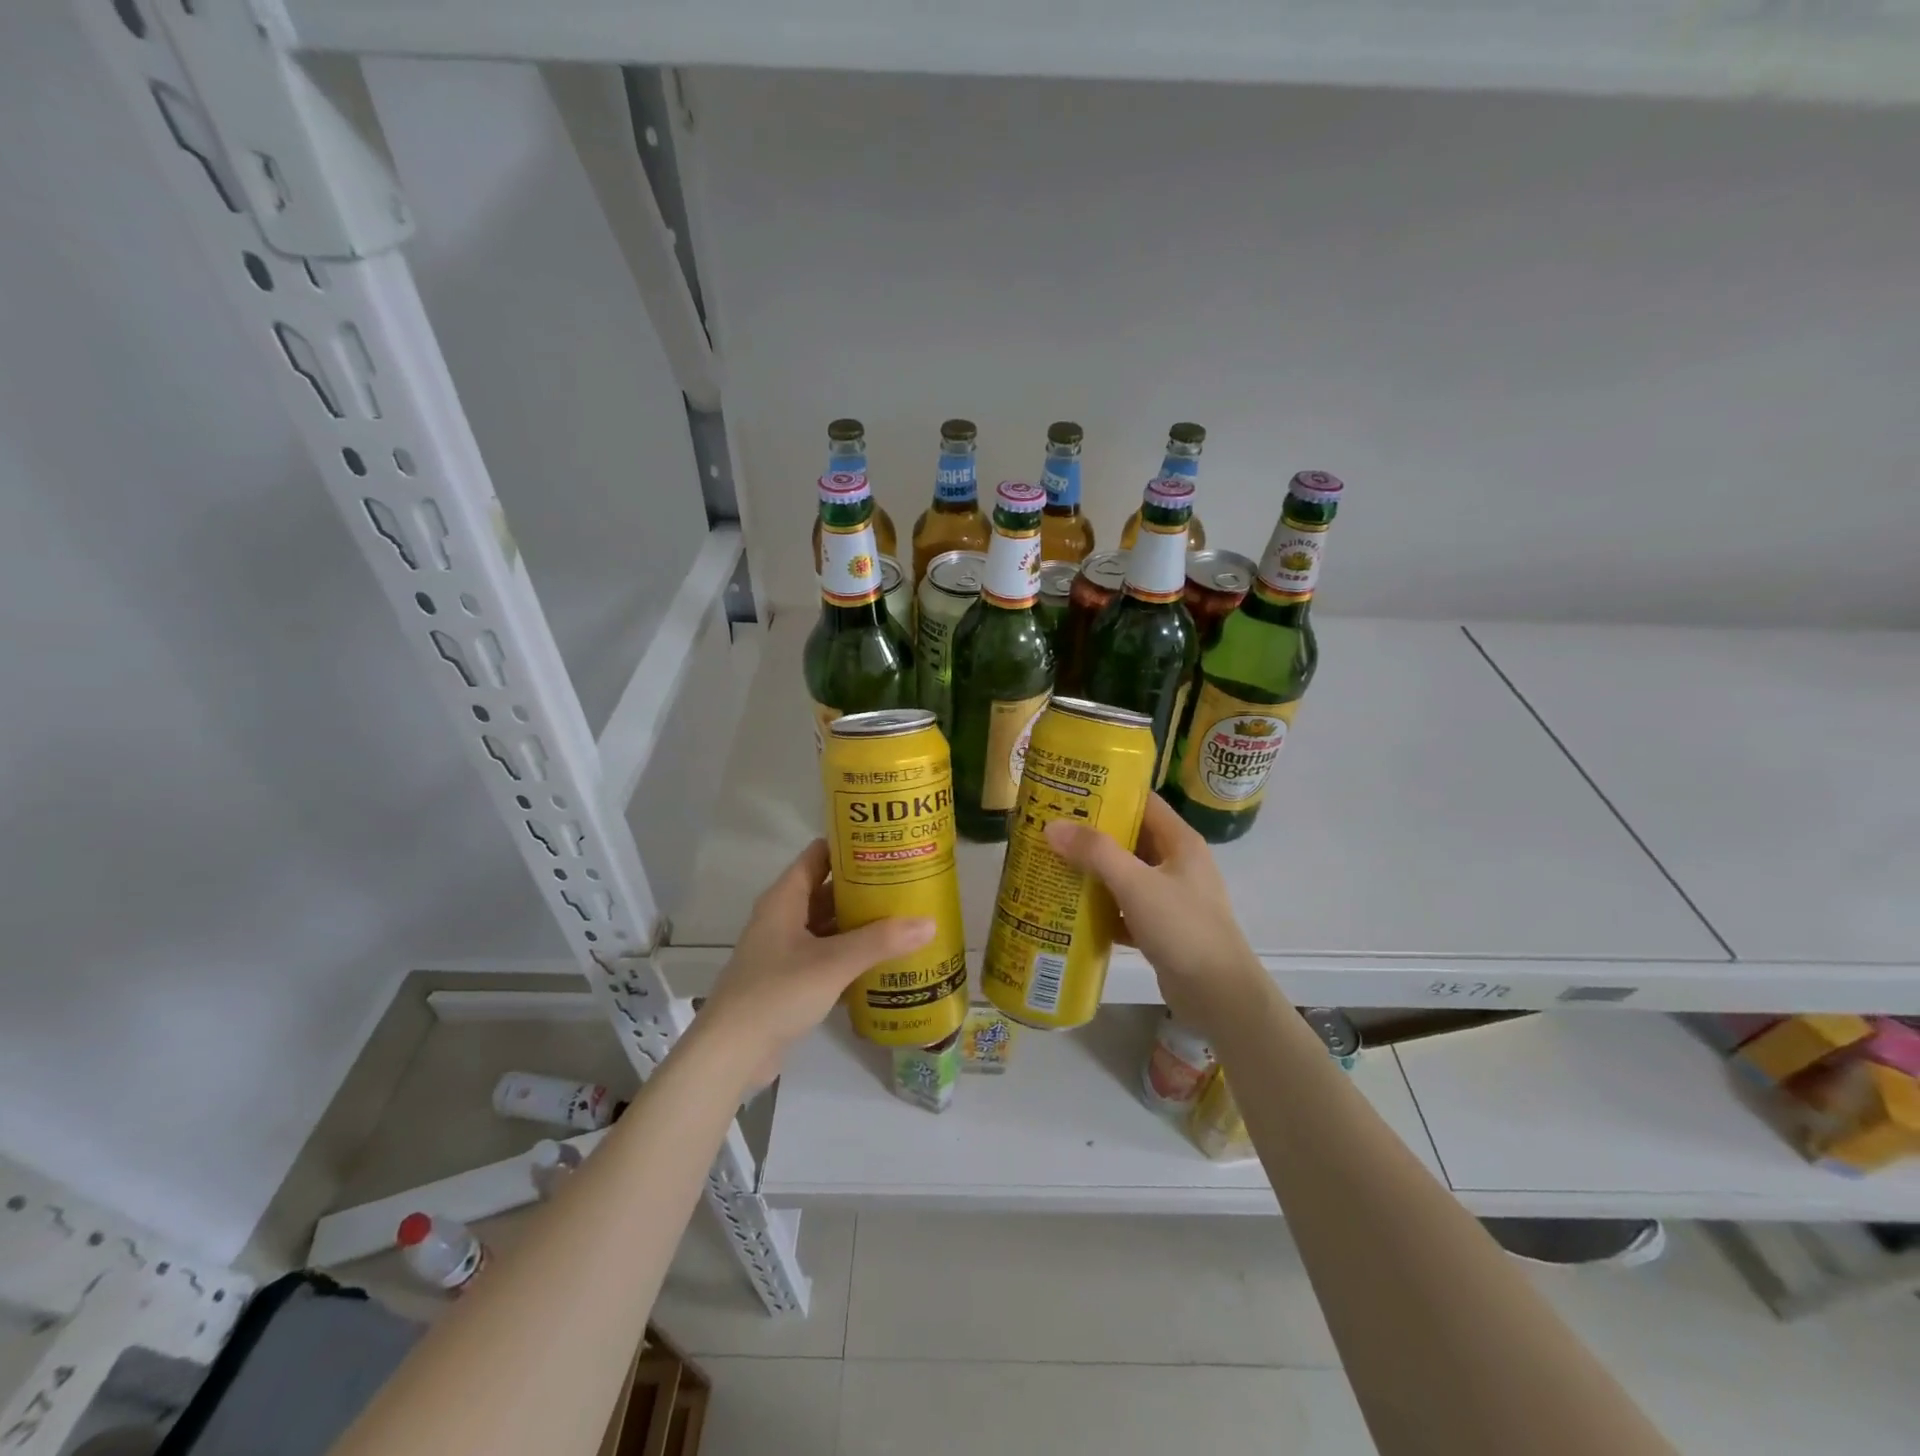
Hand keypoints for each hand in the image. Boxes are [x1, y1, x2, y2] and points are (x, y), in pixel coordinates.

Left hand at [701, 839, 934, 1078]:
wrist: (731, 1053)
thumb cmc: (777, 993)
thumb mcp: (833, 963)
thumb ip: (880, 941)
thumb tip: (929, 922)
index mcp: (784, 899)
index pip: (818, 856)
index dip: (849, 846)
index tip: (886, 844)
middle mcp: (783, 918)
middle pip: (827, 892)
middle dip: (864, 889)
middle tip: (907, 883)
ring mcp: (786, 951)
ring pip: (829, 927)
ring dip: (860, 925)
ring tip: (905, 919)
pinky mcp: (791, 981)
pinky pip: (827, 958)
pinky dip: (852, 957)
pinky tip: (885, 962)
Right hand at [1044, 793, 1271, 1040]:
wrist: (1218, 995)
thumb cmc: (1182, 927)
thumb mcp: (1136, 884)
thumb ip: (1095, 852)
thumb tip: (1053, 825)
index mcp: (1180, 842)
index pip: (1144, 802)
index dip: (1110, 792)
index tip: (1071, 790)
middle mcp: (1178, 864)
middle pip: (1131, 838)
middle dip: (1093, 834)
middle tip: (1052, 827)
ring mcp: (1171, 897)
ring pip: (1126, 874)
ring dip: (1094, 871)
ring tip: (1053, 863)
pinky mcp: (1162, 927)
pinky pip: (1125, 907)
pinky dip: (1102, 907)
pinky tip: (1071, 910)